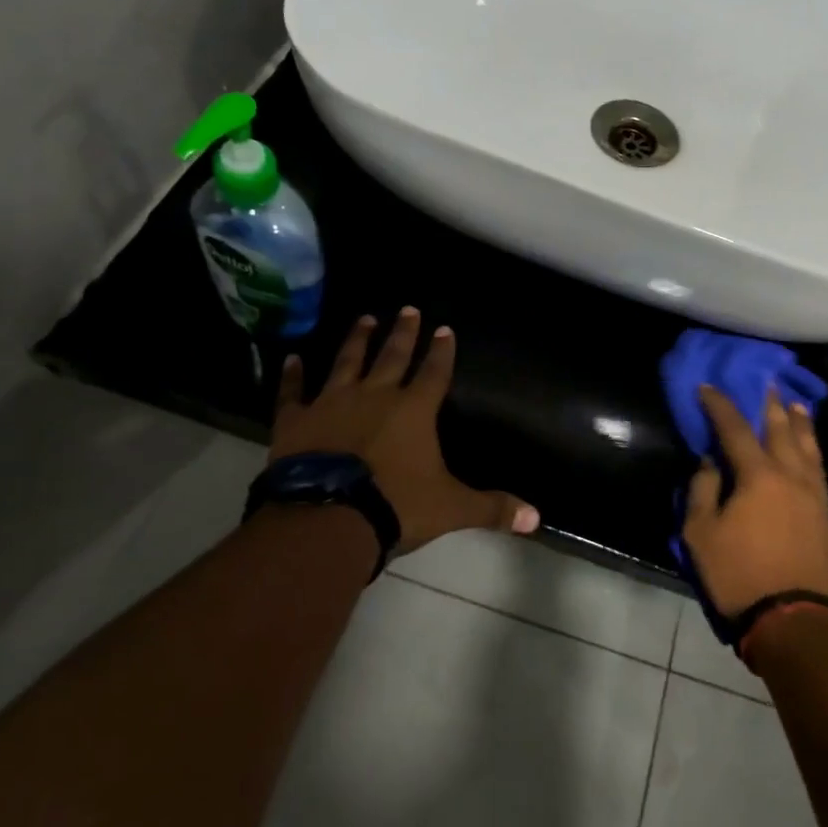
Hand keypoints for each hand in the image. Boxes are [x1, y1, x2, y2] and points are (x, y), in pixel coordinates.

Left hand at [268, 308, 538, 553]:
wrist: (329, 518)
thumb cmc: (396, 506)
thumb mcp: (452, 508)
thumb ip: (492, 508)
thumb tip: (536, 518)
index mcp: (414, 411)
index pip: (434, 373)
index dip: (442, 351)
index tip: (444, 329)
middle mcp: (375, 396)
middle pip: (393, 356)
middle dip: (403, 333)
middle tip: (408, 309)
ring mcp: (332, 403)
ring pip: (347, 362)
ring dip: (357, 340)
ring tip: (364, 319)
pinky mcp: (296, 420)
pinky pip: (292, 392)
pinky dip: (292, 375)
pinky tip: (291, 358)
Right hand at [683, 385, 827, 617]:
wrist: (797, 621)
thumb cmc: (740, 576)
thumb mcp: (701, 535)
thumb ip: (702, 491)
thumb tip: (709, 463)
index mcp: (758, 476)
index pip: (734, 429)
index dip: (719, 405)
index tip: (707, 387)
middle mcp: (791, 476)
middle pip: (780, 430)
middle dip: (769, 405)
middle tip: (766, 383)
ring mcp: (814, 496)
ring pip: (808, 448)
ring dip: (799, 423)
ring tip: (796, 405)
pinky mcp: (827, 516)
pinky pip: (819, 469)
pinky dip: (812, 450)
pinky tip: (810, 450)